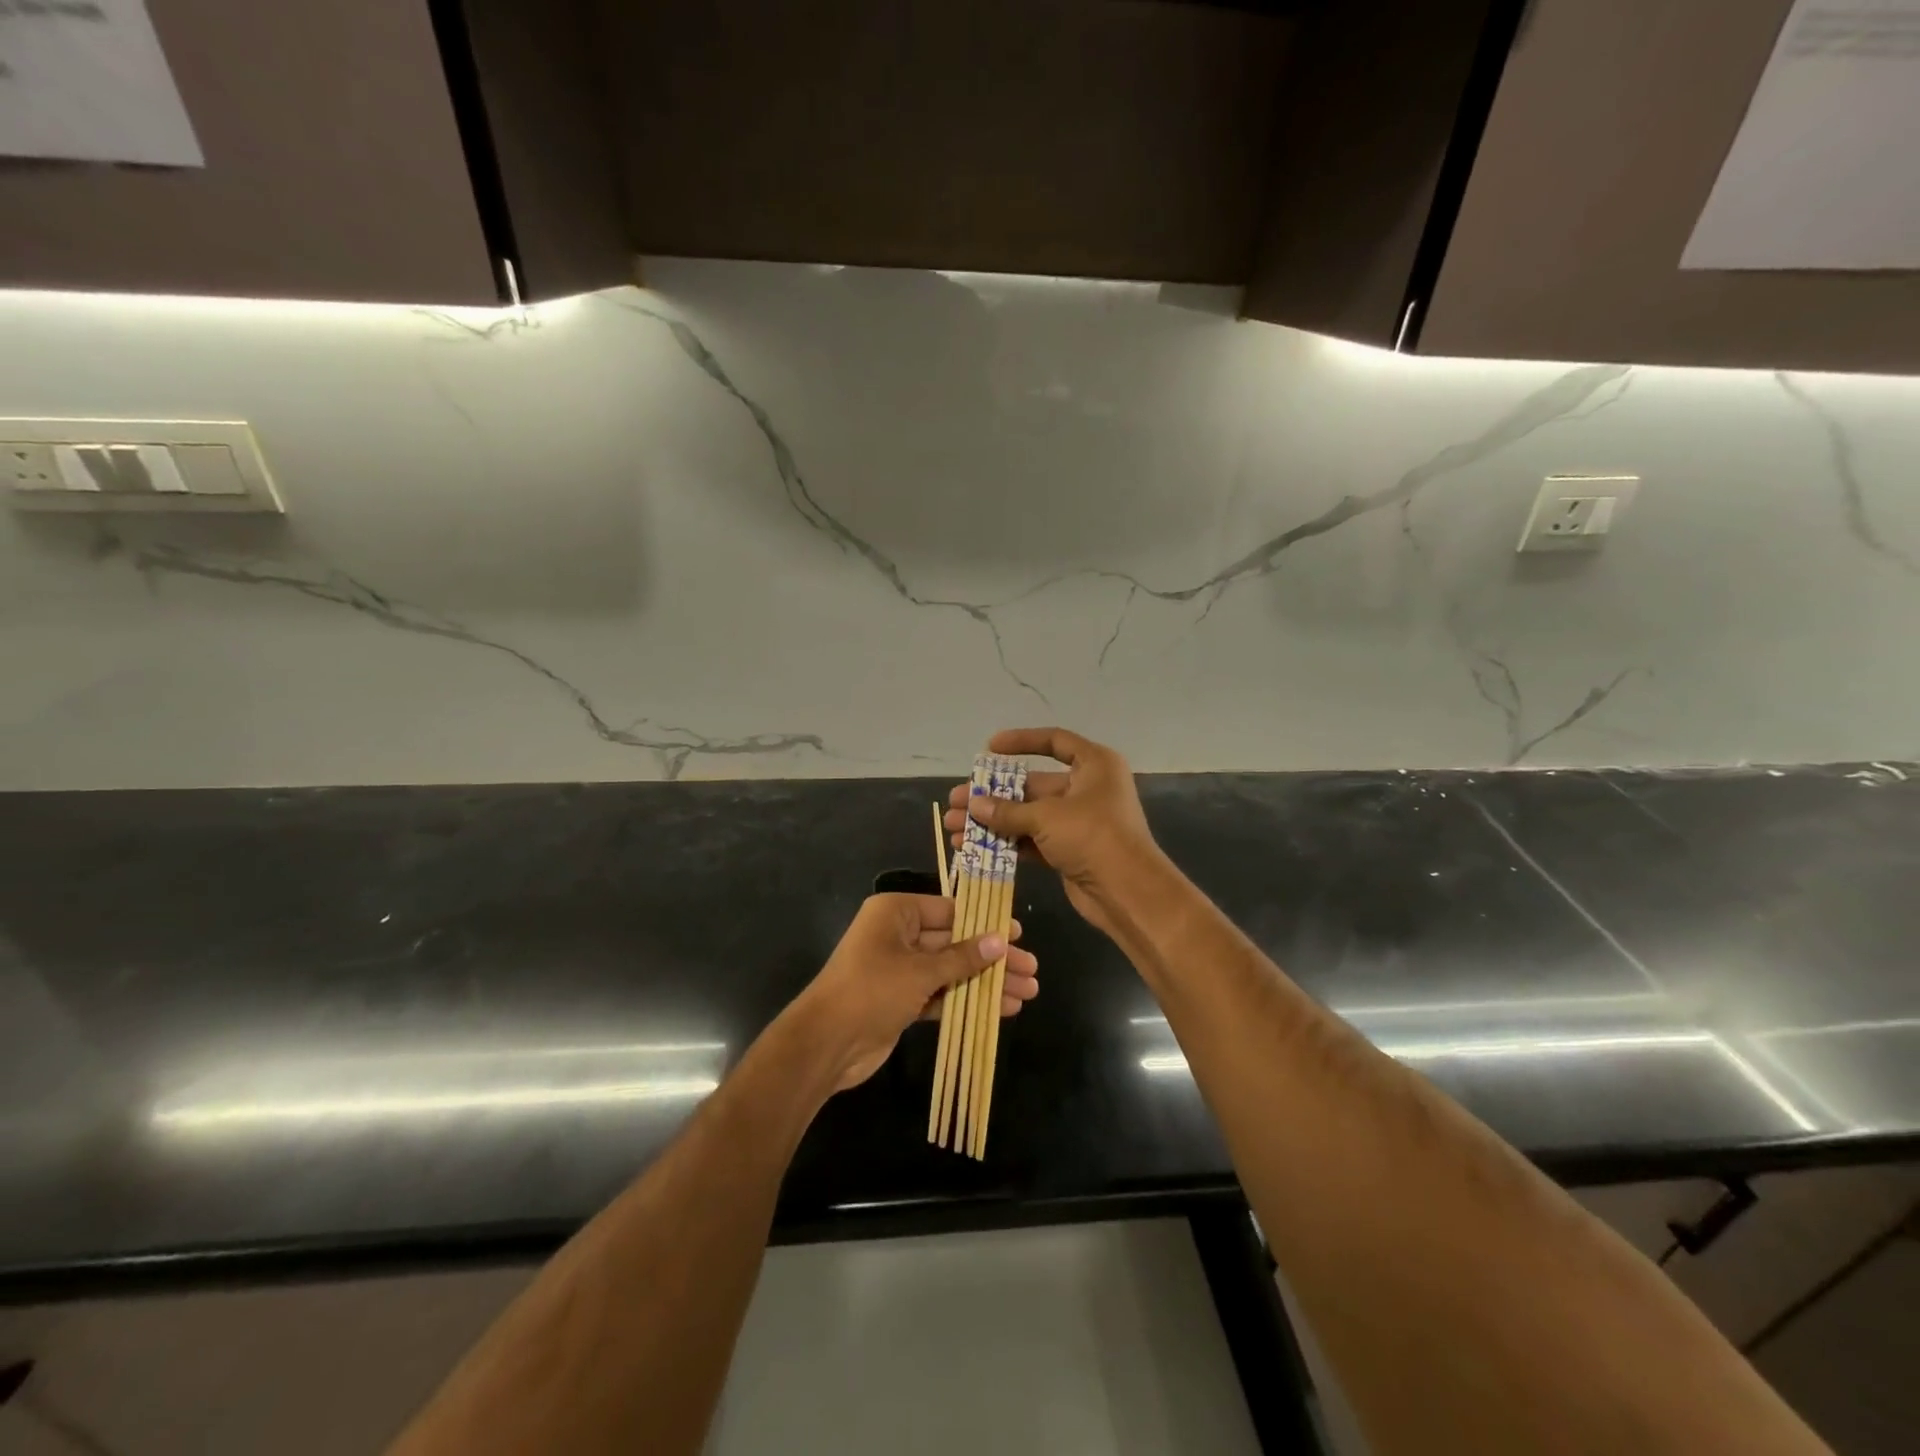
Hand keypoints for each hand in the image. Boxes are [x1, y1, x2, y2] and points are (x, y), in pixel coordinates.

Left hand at [788, 893, 1038, 1092]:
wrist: (825, 1043)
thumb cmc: (871, 990)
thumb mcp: (920, 970)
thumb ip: (962, 957)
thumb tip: (1000, 939)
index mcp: (896, 912)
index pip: (950, 910)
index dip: (985, 923)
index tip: (1019, 933)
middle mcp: (899, 935)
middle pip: (955, 942)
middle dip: (993, 957)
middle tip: (1031, 969)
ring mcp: (900, 969)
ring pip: (952, 970)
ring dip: (986, 982)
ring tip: (1027, 993)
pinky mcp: (902, 1000)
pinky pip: (941, 994)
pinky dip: (967, 1000)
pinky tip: (1000, 1010)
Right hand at [945, 728, 1169, 943]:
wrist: (1128, 893)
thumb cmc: (1093, 837)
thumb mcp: (1047, 817)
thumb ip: (1007, 810)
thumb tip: (974, 804)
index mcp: (1094, 765)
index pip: (1054, 741)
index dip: (1021, 742)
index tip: (989, 748)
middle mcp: (1087, 788)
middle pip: (1033, 785)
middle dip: (993, 795)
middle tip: (956, 801)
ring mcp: (1078, 821)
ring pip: (1028, 815)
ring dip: (993, 821)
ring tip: (955, 828)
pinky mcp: (1070, 850)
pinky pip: (1032, 840)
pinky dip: (1006, 843)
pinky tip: (974, 848)